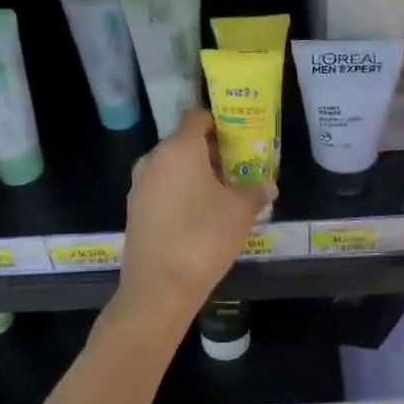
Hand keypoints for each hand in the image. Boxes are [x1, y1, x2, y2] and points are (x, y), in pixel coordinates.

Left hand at [120, 109, 276, 316]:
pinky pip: (161, 189)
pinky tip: (199, 216)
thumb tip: (268, 185)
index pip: (196, 117)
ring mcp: (140, 186)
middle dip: (211, 152)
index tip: (239, 138)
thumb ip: (255, 192)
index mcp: (179, 148)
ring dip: (195, 175)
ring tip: (222, 195)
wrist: (160, 287)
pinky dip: (180, 193)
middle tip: (237, 169)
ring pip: (171, 168)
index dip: (218, 123)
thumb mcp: (240, 212)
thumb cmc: (204, 237)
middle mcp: (154, 160)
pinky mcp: (135, 210)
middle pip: (184, 143)